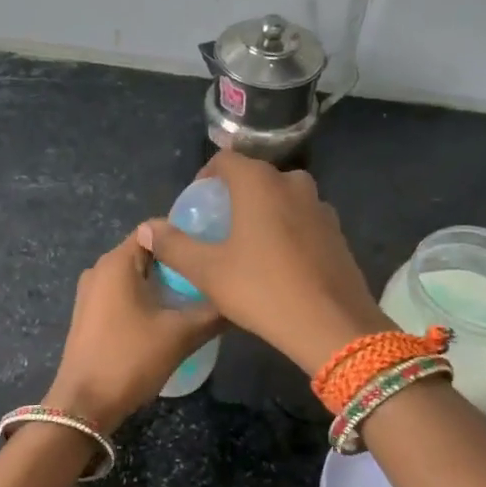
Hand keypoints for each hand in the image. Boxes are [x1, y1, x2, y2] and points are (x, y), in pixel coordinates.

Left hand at [44, 228, 223, 428]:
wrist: (84, 406)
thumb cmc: (130, 359)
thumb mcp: (180, 335)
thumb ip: (214, 312)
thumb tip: (240, 300)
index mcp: (117, 262)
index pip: (156, 229)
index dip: (187, 235)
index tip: (214, 249)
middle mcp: (100, 269)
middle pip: (148, 252)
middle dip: (179, 263)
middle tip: (213, 277)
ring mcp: (91, 293)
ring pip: (137, 275)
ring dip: (165, 284)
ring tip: (198, 298)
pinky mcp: (90, 315)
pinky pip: (125, 294)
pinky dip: (148, 299)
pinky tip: (170, 318)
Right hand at [140, 152, 391, 376]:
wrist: (332, 326)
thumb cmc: (262, 290)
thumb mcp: (208, 271)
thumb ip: (174, 245)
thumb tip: (147, 228)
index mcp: (260, 183)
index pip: (226, 160)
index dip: (206, 177)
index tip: (196, 204)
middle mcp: (294, 184)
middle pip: (257, 178)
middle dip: (236, 195)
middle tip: (219, 226)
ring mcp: (321, 208)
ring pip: (283, 199)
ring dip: (264, 212)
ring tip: (248, 245)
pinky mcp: (338, 233)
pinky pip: (304, 221)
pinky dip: (288, 230)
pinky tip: (279, 263)